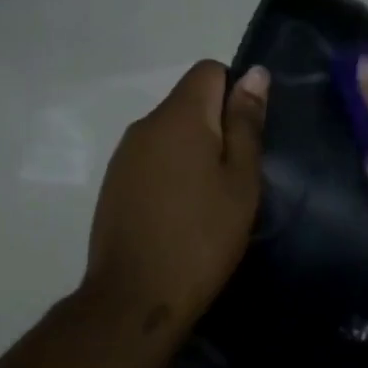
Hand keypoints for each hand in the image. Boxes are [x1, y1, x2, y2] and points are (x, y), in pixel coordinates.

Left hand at [83, 60, 268, 336]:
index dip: (235, 92)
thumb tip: (255, 74)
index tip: (247, 136)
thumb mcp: (240, 181)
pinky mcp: (113, 183)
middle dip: (216, 126)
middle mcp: (145, 124)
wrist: (135, 297)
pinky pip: (151, 158)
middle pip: (188, 102)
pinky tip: (181, 212)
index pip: (208, 71)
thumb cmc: (202, 237)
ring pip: (169, 133)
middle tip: (236, 176)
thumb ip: (246, 124)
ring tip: (210, 199)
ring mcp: (124, 154)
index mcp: (179, 116)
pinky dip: (171, 172)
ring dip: (193, 151)